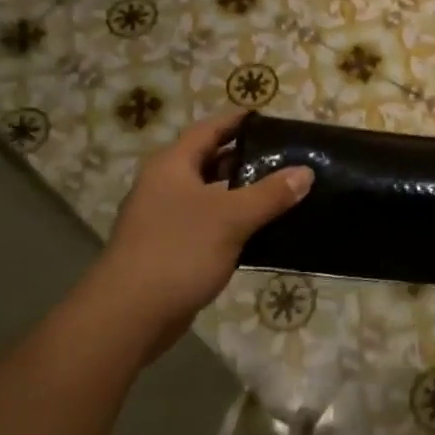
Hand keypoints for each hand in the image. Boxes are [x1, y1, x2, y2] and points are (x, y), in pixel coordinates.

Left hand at [97, 110, 310, 358]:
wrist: (129, 315)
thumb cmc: (179, 251)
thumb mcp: (232, 217)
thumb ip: (271, 193)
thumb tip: (305, 171)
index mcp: (172, 165)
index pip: (209, 129)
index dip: (238, 120)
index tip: (270, 118)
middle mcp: (165, 185)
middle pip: (209, 160)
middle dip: (245, 158)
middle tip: (284, 156)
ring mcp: (164, 218)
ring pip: (210, 194)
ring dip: (241, 192)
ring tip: (281, 191)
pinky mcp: (170, 248)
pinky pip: (207, 223)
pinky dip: (232, 221)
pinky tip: (260, 230)